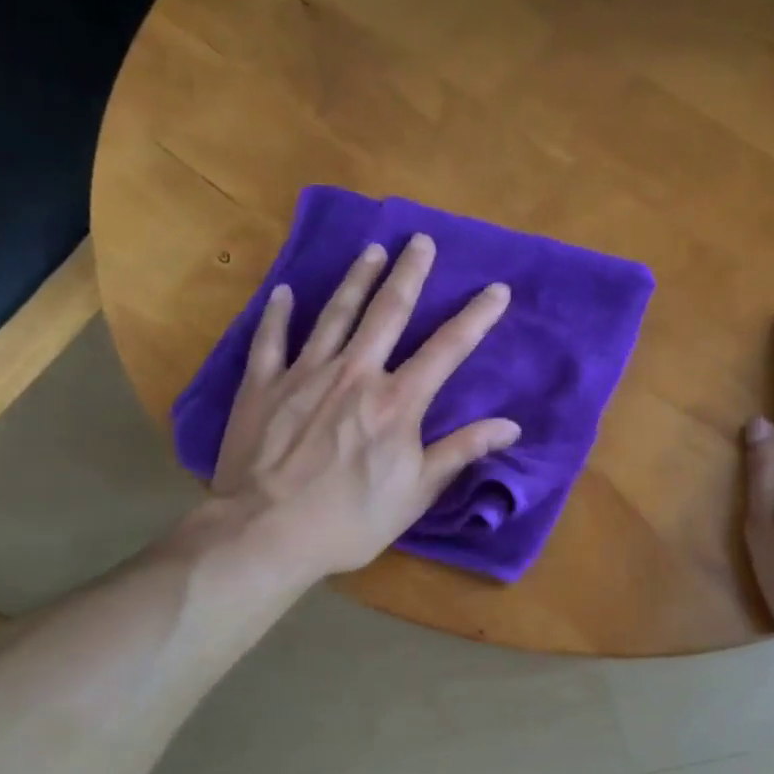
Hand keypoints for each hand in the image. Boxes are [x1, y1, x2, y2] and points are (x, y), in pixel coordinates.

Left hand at [205, 234, 519, 579]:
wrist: (267, 532)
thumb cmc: (350, 520)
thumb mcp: (416, 494)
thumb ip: (461, 452)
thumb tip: (511, 426)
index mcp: (397, 401)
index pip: (447, 349)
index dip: (476, 317)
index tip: (497, 289)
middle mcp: (355, 374)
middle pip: (387, 312)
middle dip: (409, 274)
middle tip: (421, 240)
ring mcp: (305, 374)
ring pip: (335, 314)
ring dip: (356, 280)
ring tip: (371, 251)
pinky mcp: (263, 385)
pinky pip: (271, 339)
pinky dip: (278, 314)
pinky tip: (284, 292)